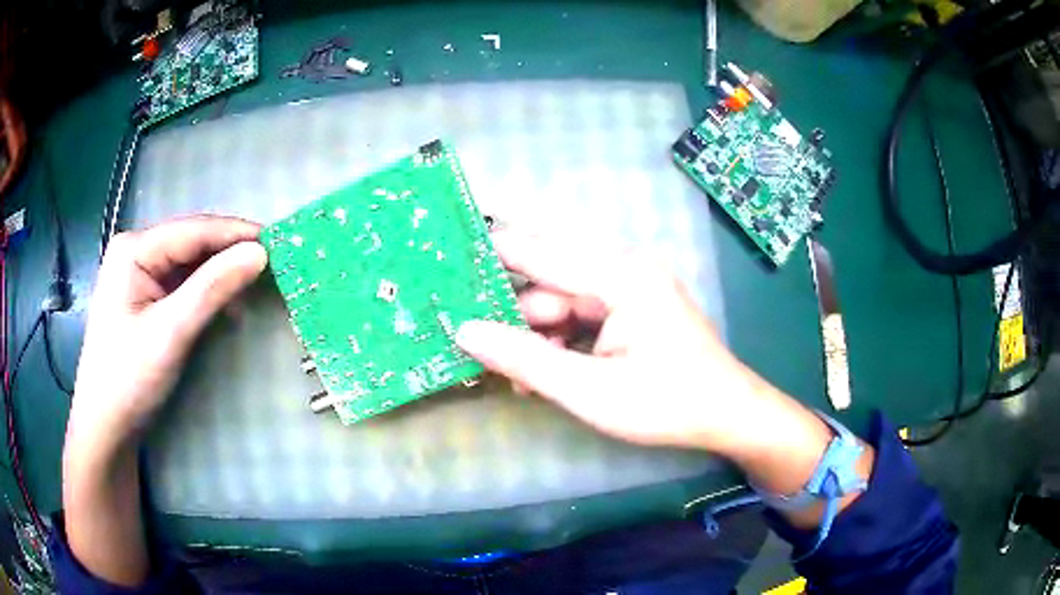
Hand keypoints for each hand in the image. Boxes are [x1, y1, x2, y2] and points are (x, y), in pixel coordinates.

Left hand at [68, 216, 265, 453]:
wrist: (106, 426)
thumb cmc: (129, 378)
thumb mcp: (171, 333)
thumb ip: (212, 289)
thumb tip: (260, 253)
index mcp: (134, 249)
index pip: (193, 230)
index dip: (236, 234)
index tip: (279, 243)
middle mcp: (136, 252)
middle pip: (191, 244)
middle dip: (229, 254)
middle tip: (272, 266)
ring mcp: (138, 276)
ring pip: (189, 265)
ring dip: (220, 276)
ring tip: (254, 288)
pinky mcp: (145, 299)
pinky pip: (182, 285)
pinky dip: (206, 294)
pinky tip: (225, 307)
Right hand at [456, 230, 789, 452]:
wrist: (726, 416)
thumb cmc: (666, 403)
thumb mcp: (589, 390)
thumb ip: (524, 359)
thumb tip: (464, 331)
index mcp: (618, 274)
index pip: (536, 251)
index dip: (488, 256)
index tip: (444, 263)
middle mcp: (621, 270)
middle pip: (546, 279)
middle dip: (511, 314)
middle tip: (471, 341)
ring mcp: (627, 291)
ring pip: (559, 303)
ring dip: (534, 337)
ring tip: (516, 377)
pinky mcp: (630, 311)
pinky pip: (580, 317)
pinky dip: (558, 342)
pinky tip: (544, 373)